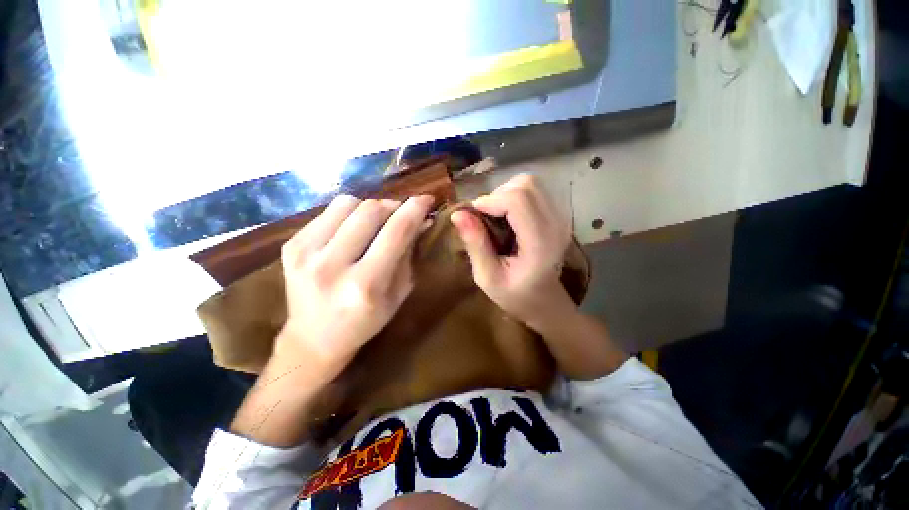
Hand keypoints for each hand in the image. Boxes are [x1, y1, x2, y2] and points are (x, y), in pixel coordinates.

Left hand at [275, 194, 434, 379]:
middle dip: (393, 206)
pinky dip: (348, 214)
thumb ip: (409, 254)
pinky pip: (328, 211)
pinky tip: (352, 230)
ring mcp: (306, 253)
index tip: (427, 199)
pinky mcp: (291, 245)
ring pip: (348, 203)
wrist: (313, 338)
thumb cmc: (365, 321)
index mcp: (366, 284)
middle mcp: (333, 265)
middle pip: (370, 210)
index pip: (396, 231)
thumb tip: (420, 220)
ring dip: (370, 208)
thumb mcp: (398, 293)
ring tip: (376, 223)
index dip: (415, 209)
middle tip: (401, 215)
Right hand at [451, 175, 574, 329]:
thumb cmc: (515, 295)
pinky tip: (509, 216)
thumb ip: (476, 245)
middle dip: (498, 195)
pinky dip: (516, 196)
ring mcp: (561, 217)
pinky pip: (535, 191)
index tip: (474, 215)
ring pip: (531, 183)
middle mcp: (556, 224)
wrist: (545, 301)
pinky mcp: (559, 214)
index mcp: (540, 243)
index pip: (518, 200)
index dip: (490, 200)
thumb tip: (457, 214)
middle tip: (486, 217)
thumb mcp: (488, 277)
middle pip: (526, 185)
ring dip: (506, 193)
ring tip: (497, 216)